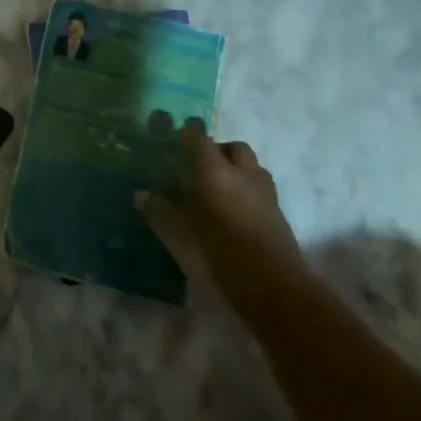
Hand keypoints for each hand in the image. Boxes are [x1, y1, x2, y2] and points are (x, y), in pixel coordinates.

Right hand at [144, 132, 298, 289]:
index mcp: (214, 172)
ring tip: (218, 188)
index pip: (199, 138)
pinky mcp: (279, 214)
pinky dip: (248, 191)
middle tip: (198, 166)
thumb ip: (158, 211)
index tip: (174, 138)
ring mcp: (265, 193)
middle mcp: (242, 174)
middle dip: (218, 149)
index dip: (186, 134)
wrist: (272, 286)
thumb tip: (141, 195)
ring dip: (237, 169)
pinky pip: (261, 190)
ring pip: (252, 167)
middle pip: (234, 147)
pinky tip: (234, 211)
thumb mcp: (177, 234)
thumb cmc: (217, 252)